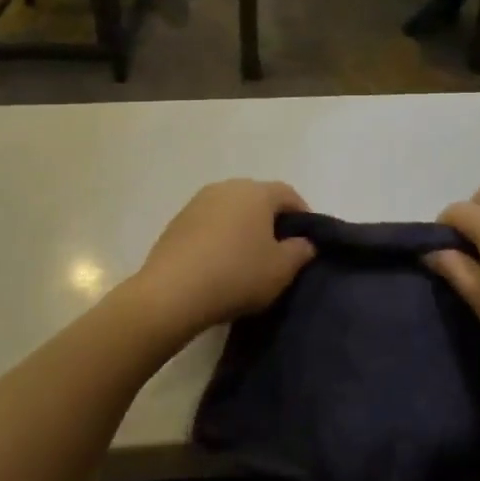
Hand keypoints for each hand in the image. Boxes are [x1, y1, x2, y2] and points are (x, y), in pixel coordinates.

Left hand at [131, 180, 315, 336]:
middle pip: (258, 198)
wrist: (172, 293)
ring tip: (247, 257)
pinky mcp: (177, 221)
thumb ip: (301, 252)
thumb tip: (305, 242)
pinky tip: (219, 263)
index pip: (288, 194)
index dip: (302, 214)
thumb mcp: (281, 270)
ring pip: (231, 209)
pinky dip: (219, 236)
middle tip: (279, 248)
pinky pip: (209, 223)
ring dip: (243, 227)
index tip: (307, 239)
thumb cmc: (237, 275)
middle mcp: (227, 188)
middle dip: (271, 219)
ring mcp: (198, 202)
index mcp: (256, 193)